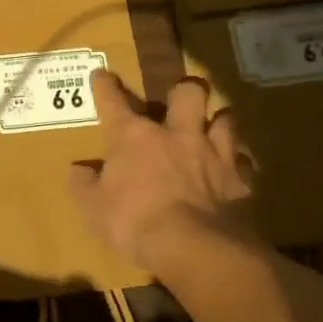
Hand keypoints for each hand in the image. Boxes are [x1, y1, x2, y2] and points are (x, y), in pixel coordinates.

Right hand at [68, 71, 256, 279]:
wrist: (193, 247)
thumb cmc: (134, 222)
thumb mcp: (93, 209)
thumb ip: (84, 186)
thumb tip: (78, 170)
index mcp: (135, 137)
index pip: (114, 102)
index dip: (105, 86)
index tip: (102, 74)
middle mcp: (177, 135)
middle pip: (188, 93)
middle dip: (185, 90)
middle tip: (181, 98)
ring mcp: (213, 155)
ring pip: (226, 120)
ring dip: (219, 122)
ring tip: (214, 129)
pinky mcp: (239, 181)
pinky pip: (244, 164)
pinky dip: (239, 166)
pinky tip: (234, 173)